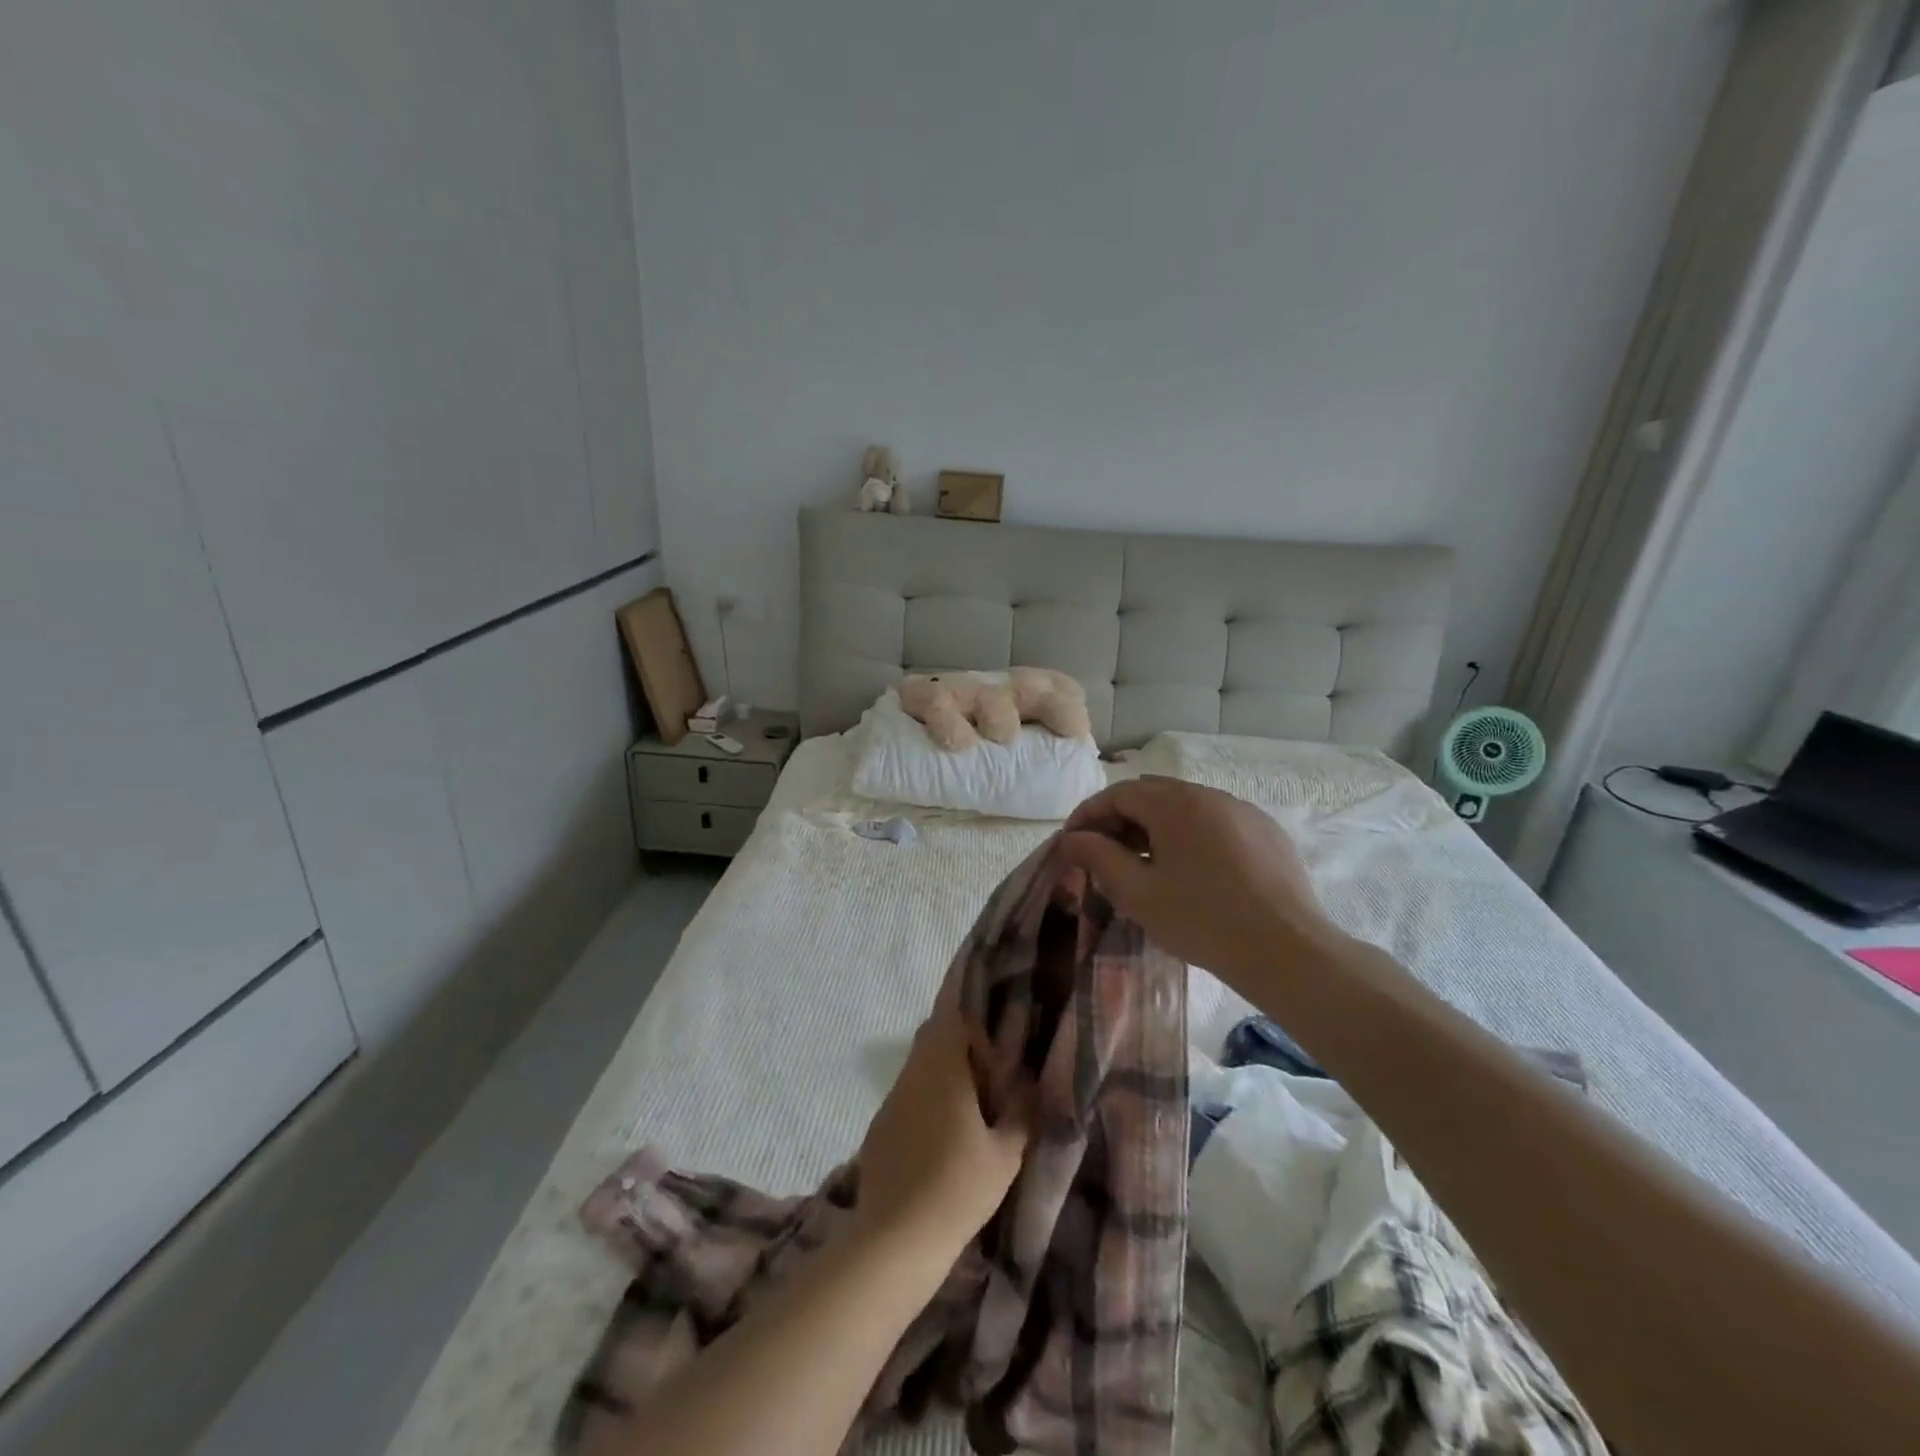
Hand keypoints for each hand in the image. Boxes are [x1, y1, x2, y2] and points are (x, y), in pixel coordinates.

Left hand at [853, 994, 1029, 1254]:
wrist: (896, 1240)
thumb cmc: (958, 1189)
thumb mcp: (1006, 1155)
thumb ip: (1021, 1113)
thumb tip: (1030, 1087)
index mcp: (942, 1068)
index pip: (950, 1016)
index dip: (974, 1027)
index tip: (994, 1058)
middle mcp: (912, 1074)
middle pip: (932, 1037)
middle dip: (961, 1048)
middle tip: (988, 1081)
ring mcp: (891, 1100)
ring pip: (918, 1067)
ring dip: (943, 1077)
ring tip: (969, 1116)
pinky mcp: (879, 1127)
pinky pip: (906, 1097)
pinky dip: (925, 1103)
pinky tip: (940, 1144)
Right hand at [1058, 775, 1349, 997]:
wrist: (1288, 951)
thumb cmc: (1202, 921)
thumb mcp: (1137, 892)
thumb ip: (1098, 857)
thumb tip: (1070, 839)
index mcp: (1175, 803)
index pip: (1118, 794)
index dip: (1089, 815)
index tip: (1072, 843)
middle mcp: (1210, 794)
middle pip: (1152, 794)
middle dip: (1121, 818)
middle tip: (1104, 854)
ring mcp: (1243, 811)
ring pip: (1186, 807)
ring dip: (1156, 826)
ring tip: (1145, 864)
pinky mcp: (1267, 832)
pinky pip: (1216, 822)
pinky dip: (1191, 835)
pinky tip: (1192, 871)